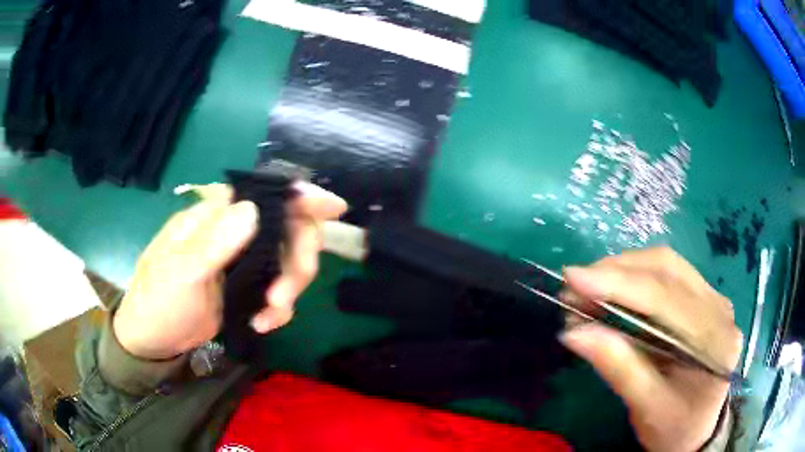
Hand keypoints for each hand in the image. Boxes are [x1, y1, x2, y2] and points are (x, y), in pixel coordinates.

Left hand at [113, 182, 346, 359]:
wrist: (154, 338)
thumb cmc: (159, 299)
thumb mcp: (181, 272)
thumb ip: (214, 242)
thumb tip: (253, 209)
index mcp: (216, 215)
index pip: (263, 193)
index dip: (301, 196)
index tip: (333, 208)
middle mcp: (234, 232)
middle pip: (288, 229)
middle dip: (297, 260)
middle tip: (284, 292)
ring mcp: (243, 261)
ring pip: (289, 262)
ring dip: (289, 290)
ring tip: (270, 315)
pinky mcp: (247, 287)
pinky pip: (280, 290)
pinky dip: (280, 308)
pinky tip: (263, 323)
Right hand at [559, 247, 741, 451]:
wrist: (698, 429)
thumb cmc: (674, 427)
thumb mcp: (646, 408)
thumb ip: (619, 369)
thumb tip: (574, 333)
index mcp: (714, 340)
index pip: (665, 298)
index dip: (618, 283)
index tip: (573, 279)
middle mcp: (719, 308)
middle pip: (667, 269)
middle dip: (617, 272)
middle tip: (574, 287)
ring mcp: (714, 298)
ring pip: (666, 265)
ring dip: (624, 270)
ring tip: (589, 289)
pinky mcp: (703, 298)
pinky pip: (669, 274)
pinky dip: (636, 277)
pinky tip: (614, 292)